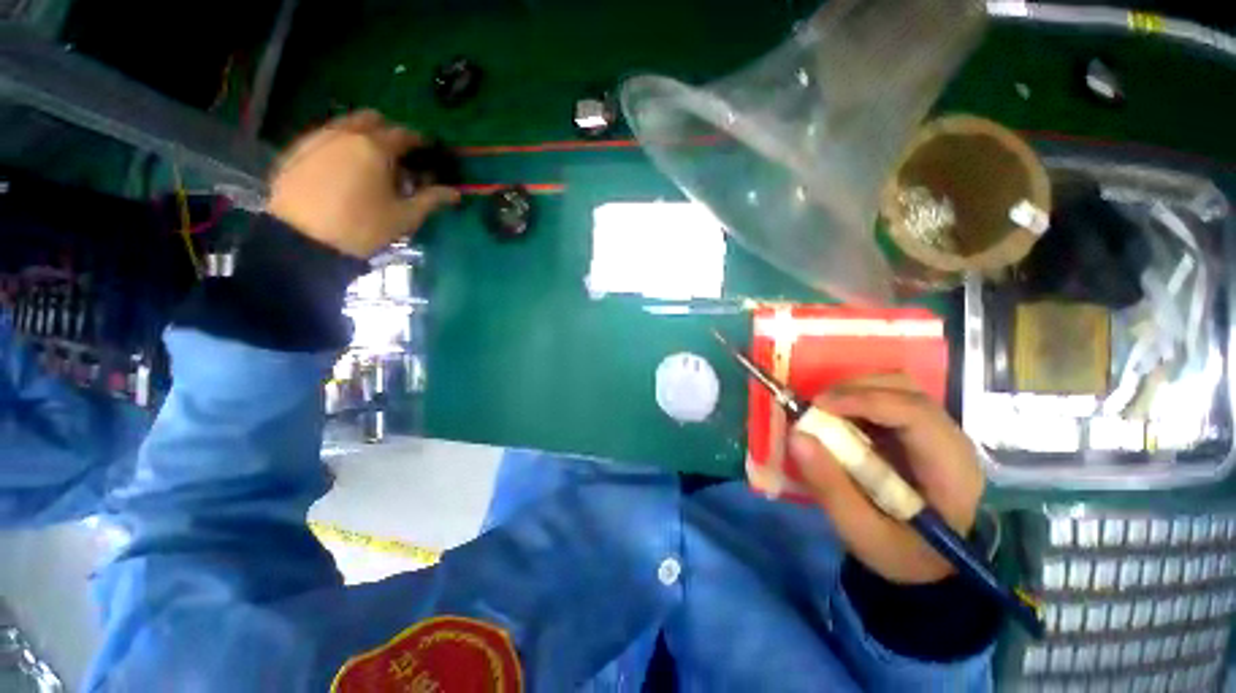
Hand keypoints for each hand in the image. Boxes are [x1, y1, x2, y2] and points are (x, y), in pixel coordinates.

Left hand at [268, 110, 460, 258]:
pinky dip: (340, 144)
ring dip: (363, 134)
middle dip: (389, 131)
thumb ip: (431, 200)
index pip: (404, 134)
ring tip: (370, 161)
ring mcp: (317, 138)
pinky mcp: (296, 149)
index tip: (429, 151)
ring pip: (345, 123)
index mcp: (375, 147)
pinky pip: (325, 136)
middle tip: (398, 154)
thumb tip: (455, 193)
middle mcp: (345, 133)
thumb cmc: (362, 227)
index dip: (420, 141)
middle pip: (372, 119)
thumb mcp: (404, 217)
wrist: (302, 240)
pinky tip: (343, 167)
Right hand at [788, 374, 983, 583]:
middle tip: (815, 407)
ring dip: (854, 390)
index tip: (817, 406)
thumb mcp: (861, 532)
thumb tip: (796, 436)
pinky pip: (887, 397)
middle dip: (854, 389)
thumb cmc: (900, 553)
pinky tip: (838, 418)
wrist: (928, 563)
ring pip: (896, 386)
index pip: (914, 413)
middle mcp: (950, 440)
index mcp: (950, 469)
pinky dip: (856, 399)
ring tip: (824, 411)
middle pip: (906, 389)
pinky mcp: (919, 429)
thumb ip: (830, 487)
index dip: (864, 400)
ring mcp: (936, 431)